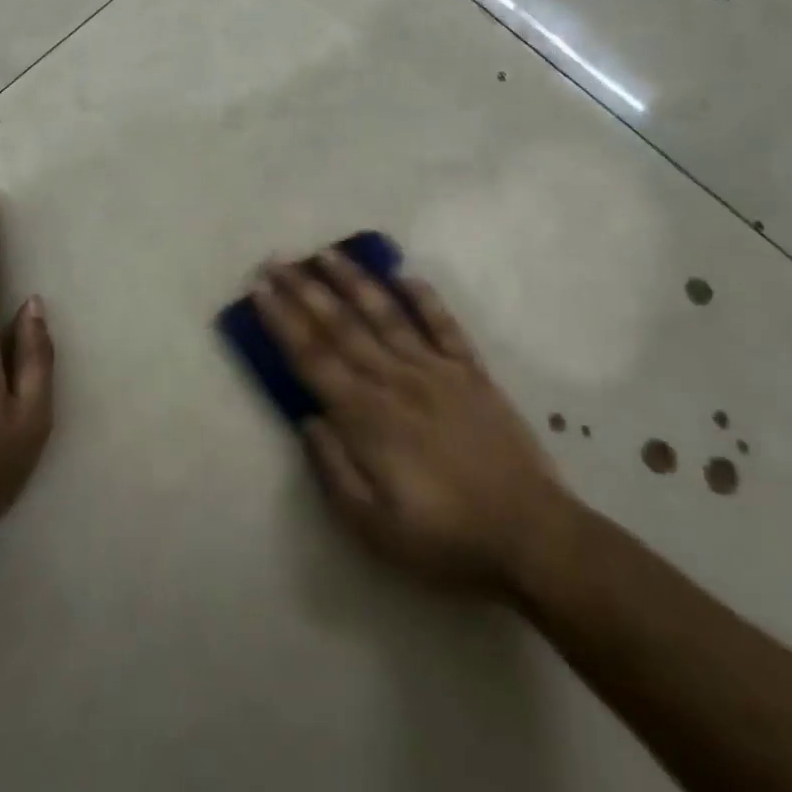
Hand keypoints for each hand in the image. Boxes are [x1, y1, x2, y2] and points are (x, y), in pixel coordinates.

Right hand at [251, 249, 569, 596]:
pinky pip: (445, 326)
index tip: (260, 290)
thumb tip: (308, 420)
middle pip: (341, 326)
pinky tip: (406, 275)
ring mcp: (437, 371)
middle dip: (304, 290)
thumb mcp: (373, 527)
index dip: (282, 321)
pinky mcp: (472, 372)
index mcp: (366, 417)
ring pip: (387, 314)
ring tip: (327, 253)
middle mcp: (395, 380)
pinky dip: (425, 298)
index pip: (312, 358)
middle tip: (278, 259)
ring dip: (354, 281)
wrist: (532, 536)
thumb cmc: (445, 539)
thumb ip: (334, 470)